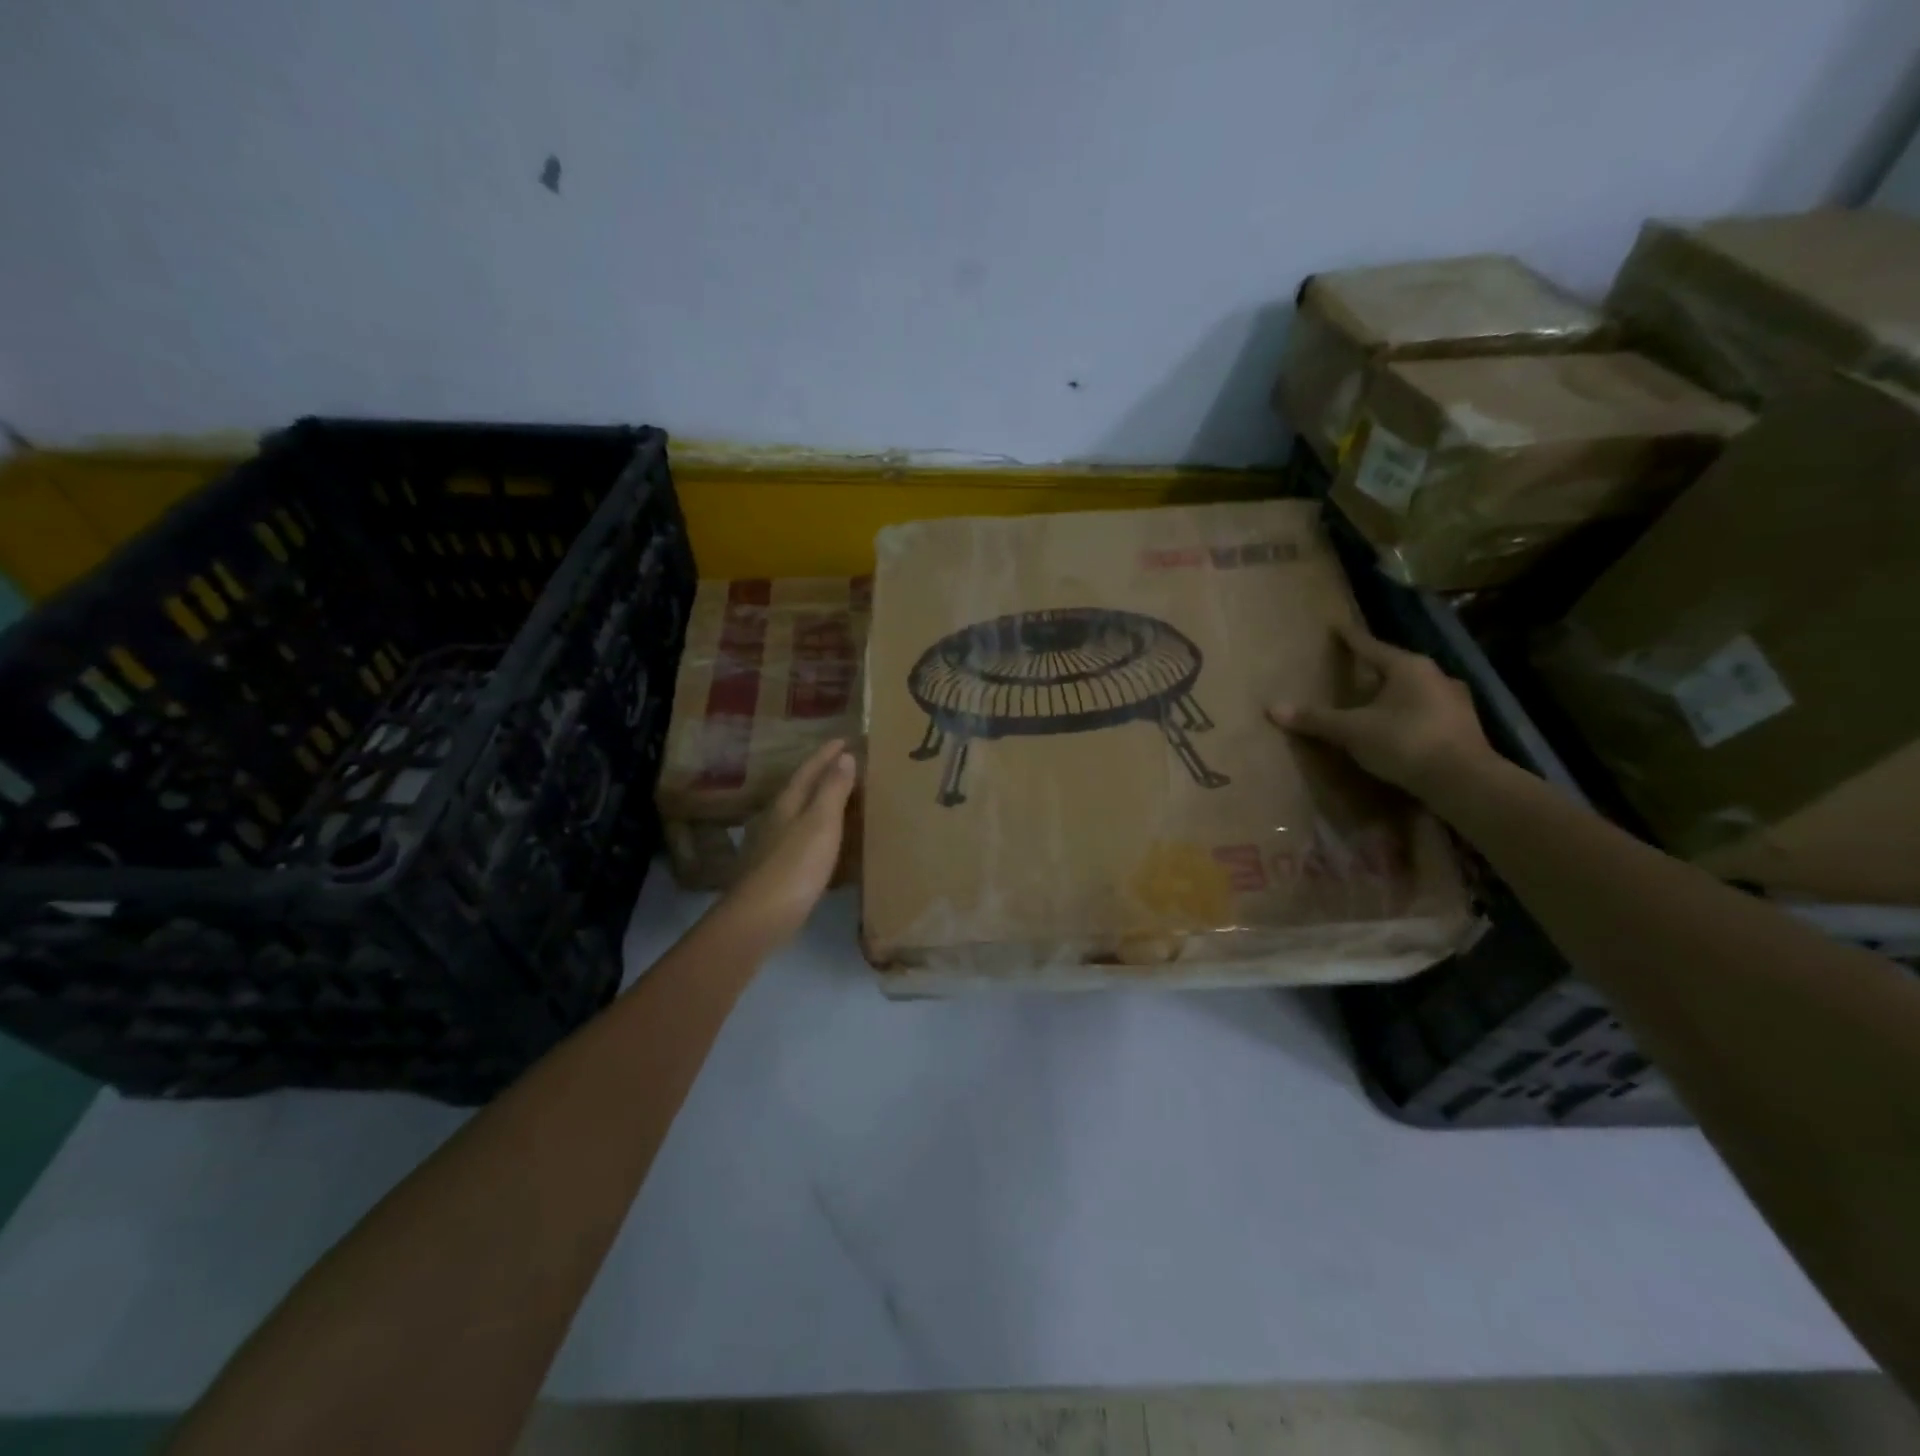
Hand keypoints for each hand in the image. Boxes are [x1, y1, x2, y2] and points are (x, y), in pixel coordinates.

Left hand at [720, 738, 858, 944]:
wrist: (761, 918)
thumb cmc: (795, 866)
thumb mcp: (820, 823)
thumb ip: (832, 790)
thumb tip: (844, 756)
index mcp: (788, 804)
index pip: (809, 770)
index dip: (827, 754)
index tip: (845, 739)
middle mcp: (777, 819)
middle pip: (802, 790)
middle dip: (823, 775)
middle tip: (848, 764)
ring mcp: (775, 846)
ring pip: (801, 815)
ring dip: (821, 803)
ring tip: (844, 799)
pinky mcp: (779, 871)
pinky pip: (805, 839)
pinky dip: (821, 832)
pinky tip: (829, 843)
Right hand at [1268, 621, 1493, 801]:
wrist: (1464, 781)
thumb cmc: (1405, 742)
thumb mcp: (1352, 731)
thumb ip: (1315, 719)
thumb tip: (1272, 708)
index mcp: (1408, 668)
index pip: (1371, 647)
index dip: (1351, 639)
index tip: (1338, 628)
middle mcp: (1436, 676)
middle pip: (1397, 667)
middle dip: (1376, 669)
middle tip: (1355, 670)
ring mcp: (1455, 702)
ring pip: (1416, 690)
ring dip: (1396, 694)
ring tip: (1376, 702)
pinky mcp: (1464, 727)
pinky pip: (1428, 712)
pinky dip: (1410, 715)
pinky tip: (1399, 727)